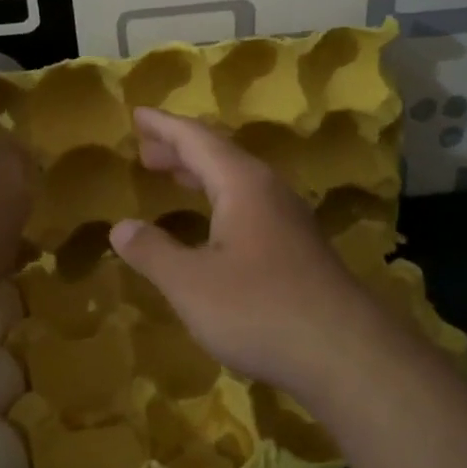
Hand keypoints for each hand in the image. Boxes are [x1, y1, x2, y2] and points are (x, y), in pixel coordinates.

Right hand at [109, 107, 401, 403]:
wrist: (345, 354)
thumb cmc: (259, 309)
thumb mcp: (191, 283)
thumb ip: (153, 252)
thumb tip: (120, 227)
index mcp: (242, 184)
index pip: (196, 139)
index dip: (163, 126)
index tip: (138, 114)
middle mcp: (269, 192)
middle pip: (220, 156)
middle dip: (180, 150)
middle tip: (146, 151)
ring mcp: (290, 221)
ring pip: (238, 183)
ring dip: (202, 176)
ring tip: (174, 177)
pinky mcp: (299, 250)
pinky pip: (251, 208)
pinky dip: (220, 203)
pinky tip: (214, 229)